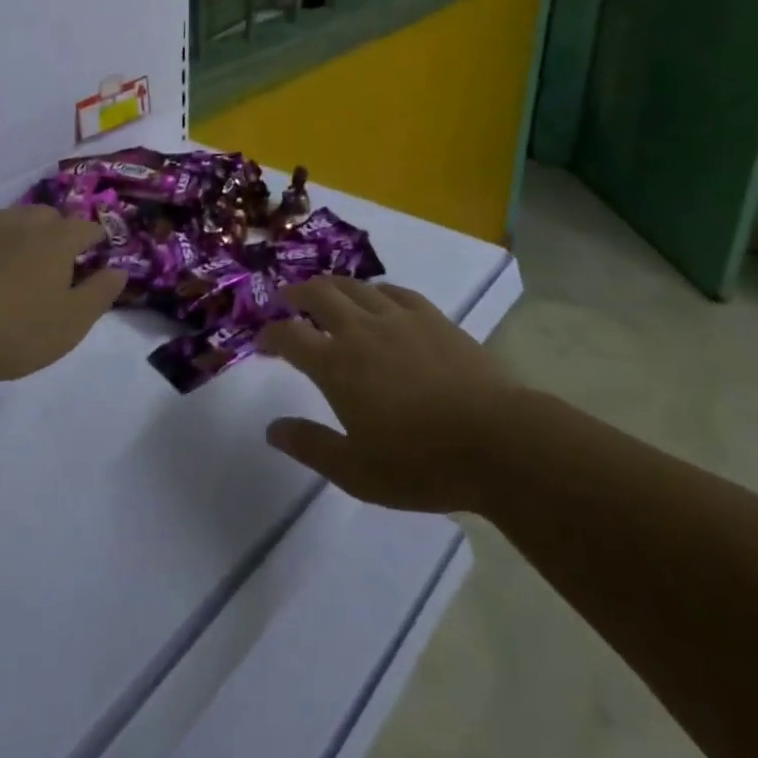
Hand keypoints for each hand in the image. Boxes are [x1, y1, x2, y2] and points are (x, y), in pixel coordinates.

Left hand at [0, 205, 125, 385]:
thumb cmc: (16, 330)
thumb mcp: (72, 322)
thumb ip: (100, 293)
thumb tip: (119, 270)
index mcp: (55, 242)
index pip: (85, 228)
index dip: (96, 236)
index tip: (101, 248)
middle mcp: (20, 228)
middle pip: (46, 215)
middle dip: (59, 228)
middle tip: (62, 254)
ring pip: (9, 220)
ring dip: (21, 231)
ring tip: (23, 255)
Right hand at [255, 278, 516, 512]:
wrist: (494, 440)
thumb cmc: (420, 463)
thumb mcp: (356, 471)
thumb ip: (310, 446)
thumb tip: (272, 429)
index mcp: (336, 366)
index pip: (290, 336)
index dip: (270, 334)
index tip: (262, 339)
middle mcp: (360, 331)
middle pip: (319, 296)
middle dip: (296, 294)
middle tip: (287, 299)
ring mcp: (398, 318)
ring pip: (355, 287)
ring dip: (332, 285)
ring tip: (325, 292)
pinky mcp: (431, 317)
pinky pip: (395, 291)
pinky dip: (376, 290)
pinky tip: (377, 297)